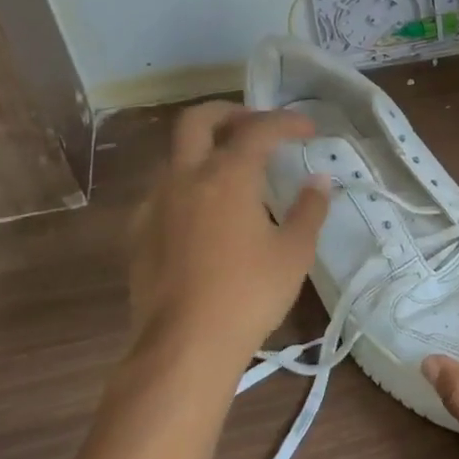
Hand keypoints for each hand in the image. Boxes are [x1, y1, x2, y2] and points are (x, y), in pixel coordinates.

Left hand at [127, 102, 329, 382]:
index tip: (309, 129)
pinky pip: (164, 190)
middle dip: (230, 112)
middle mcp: (186, 178)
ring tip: (235, 171)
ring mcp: (156, 204)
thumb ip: (309, 209)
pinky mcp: (138, 232)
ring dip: (206, 149)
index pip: (259, 129)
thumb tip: (319, 180)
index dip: (287, 122)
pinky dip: (189, 184)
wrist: (184, 346)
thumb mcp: (294, 252)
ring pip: (177, 155)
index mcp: (227, 175)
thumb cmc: (249, 294)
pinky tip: (205, 212)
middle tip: (256, 125)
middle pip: (197, 120)